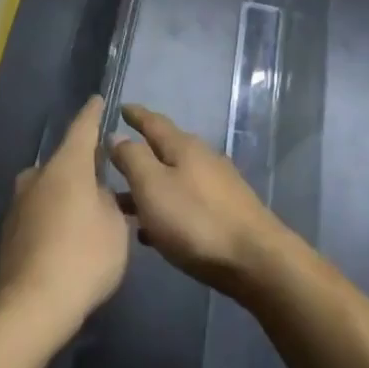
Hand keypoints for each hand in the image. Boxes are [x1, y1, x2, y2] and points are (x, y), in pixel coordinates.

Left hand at [0, 96, 129, 345]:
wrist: (28, 306)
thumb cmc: (82, 257)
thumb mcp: (116, 227)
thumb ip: (110, 201)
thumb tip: (98, 194)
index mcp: (66, 165)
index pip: (83, 127)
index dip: (93, 113)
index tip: (98, 100)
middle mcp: (38, 174)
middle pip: (66, 161)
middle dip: (84, 167)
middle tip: (106, 178)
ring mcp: (19, 202)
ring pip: (51, 188)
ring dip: (69, 195)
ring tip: (90, 215)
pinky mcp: (9, 229)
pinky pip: (40, 211)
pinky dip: (55, 217)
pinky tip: (68, 239)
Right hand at [109, 104, 286, 295]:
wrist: (255, 260)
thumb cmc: (196, 220)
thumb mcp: (153, 186)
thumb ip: (132, 158)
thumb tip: (116, 135)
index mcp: (183, 146)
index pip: (153, 122)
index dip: (135, 115)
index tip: (120, 107)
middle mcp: (202, 158)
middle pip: (164, 150)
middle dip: (139, 155)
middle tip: (113, 161)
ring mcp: (217, 185)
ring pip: (174, 179)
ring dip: (150, 187)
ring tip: (124, 203)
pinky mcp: (226, 212)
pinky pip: (186, 202)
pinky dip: (166, 208)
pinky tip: (153, 231)